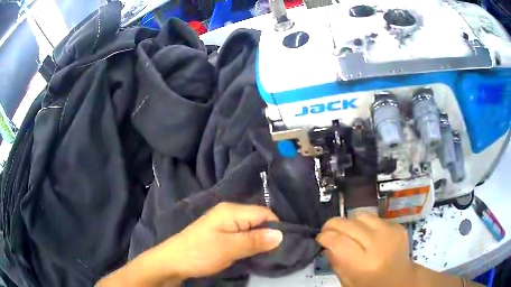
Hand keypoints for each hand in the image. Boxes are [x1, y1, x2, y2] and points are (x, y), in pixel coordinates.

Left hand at [161, 202, 282, 279]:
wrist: (173, 261)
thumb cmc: (200, 253)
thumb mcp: (229, 248)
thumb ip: (255, 241)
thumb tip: (282, 234)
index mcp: (231, 211)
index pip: (264, 213)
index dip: (276, 227)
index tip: (284, 245)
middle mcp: (229, 213)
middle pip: (258, 220)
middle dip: (268, 235)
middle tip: (278, 252)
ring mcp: (224, 223)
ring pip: (251, 229)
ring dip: (259, 241)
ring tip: (268, 254)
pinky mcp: (221, 234)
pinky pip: (242, 235)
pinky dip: (250, 244)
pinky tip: (253, 253)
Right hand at [316, 213, 414, 286]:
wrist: (400, 280)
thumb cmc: (371, 285)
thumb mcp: (347, 282)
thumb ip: (336, 262)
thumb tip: (326, 243)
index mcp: (364, 264)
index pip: (338, 242)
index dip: (325, 237)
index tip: (320, 238)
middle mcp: (378, 244)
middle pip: (349, 224)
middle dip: (333, 225)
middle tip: (328, 231)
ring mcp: (390, 232)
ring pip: (361, 215)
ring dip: (350, 222)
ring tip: (348, 232)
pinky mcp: (397, 226)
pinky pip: (375, 217)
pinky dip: (366, 224)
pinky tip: (366, 235)